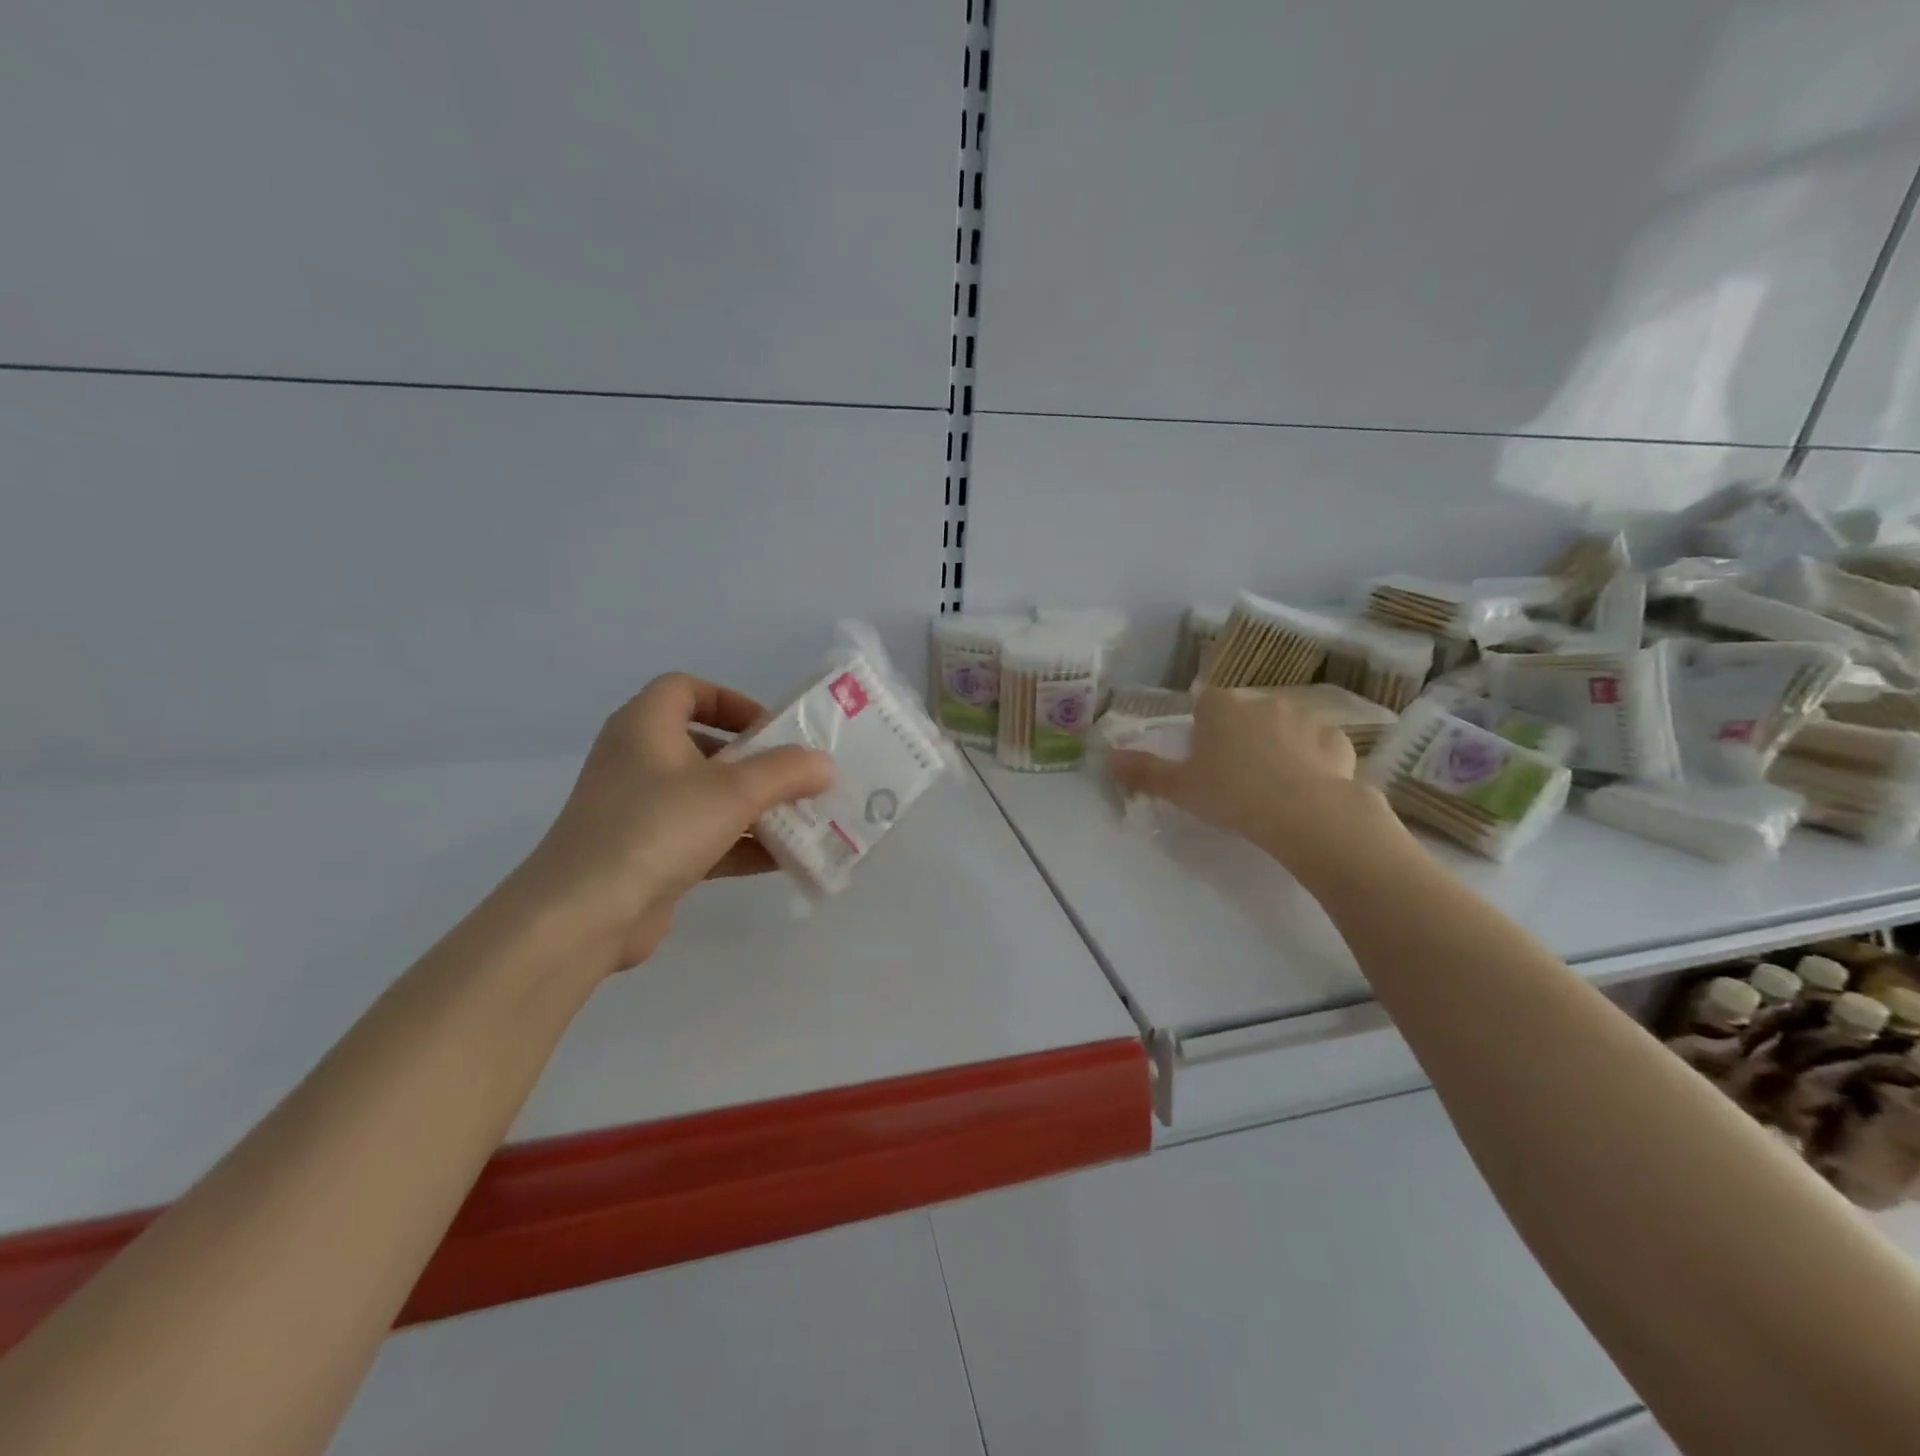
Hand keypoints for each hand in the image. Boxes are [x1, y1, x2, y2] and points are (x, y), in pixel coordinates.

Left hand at [513, 674, 834, 970]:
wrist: (585, 914)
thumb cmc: (658, 828)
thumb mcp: (733, 792)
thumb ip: (786, 772)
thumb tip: (824, 765)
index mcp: (645, 727)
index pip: (686, 689)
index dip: (731, 700)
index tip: (770, 728)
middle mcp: (637, 761)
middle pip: (703, 745)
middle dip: (754, 761)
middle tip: (795, 776)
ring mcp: (639, 811)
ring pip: (706, 795)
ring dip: (753, 805)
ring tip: (801, 818)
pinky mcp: (646, 855)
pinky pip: (702, 837)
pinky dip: (739, 843)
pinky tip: (783, 859)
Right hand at [1107, 687, 1395, 873]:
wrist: (1307, 814)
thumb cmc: (1233, 795)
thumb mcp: (1180, 788)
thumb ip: (1144, 770)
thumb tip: (1107, 756)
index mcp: (1222, 707)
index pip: (1205, 700)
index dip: (1202, 724)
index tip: (1203, 753)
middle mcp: (1263, 701)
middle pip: (1244, 712)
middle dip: (1240, 734)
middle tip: (1235, 774)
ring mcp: (1306, 716)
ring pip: (1283, 725)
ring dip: (1277, 743)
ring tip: (1273, 783)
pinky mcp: (1337, 739)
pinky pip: (1317, 744)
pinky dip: (1311, 758)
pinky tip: (1306, 787)